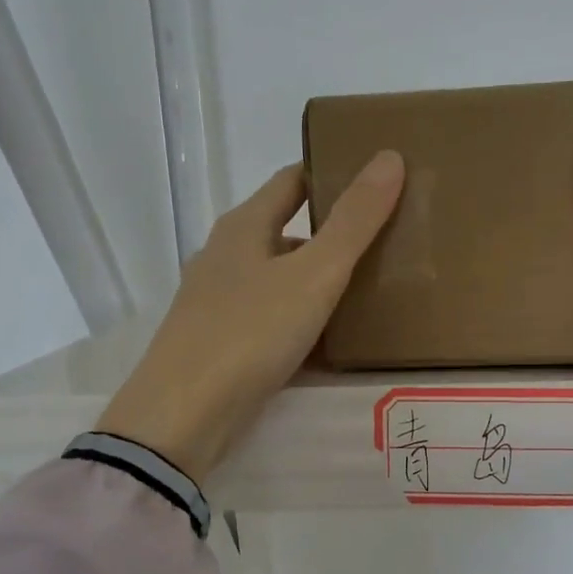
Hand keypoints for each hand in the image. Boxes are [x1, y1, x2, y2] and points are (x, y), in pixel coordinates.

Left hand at [96, 152, 405, 480]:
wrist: (183, 417)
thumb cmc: (249, 332)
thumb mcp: (313, 274)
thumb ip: (354, 221)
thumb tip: (389, 156)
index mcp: (244, 226)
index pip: (292, 180)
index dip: (332, 173)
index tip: (376, 179)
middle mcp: (227, 256)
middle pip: (288, 231)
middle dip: (334, 233)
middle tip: (389, 239)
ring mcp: (220, 302)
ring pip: (282, 278)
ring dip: (321, 280)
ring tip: (372, 290)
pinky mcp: (223, 343)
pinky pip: (274, 319)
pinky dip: (305, 321)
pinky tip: (335, 340)